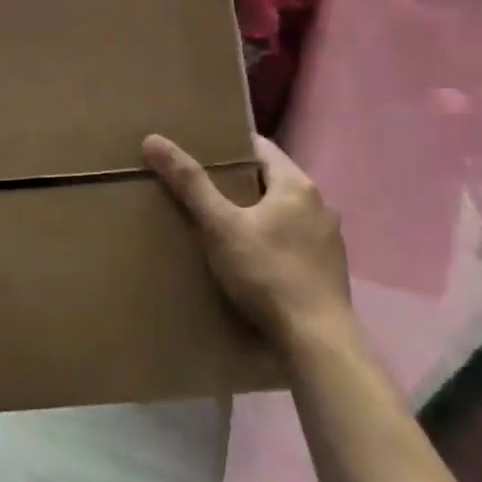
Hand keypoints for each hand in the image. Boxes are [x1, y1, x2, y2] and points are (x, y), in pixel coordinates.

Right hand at [143, 133, 351, 350]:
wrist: (316, 341)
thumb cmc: (267, 273)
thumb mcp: (220, 225)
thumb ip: (190, 183)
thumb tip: (154, 140)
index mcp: (297, 185)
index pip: (260, 146)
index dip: (228, 145)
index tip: (198, 150)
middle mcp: (319, 204)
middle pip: (270, 178)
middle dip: (236, 180)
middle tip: (199, 185)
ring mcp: (328, 238)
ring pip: (282, 210)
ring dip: (254, 211)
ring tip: (219, 221)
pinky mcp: (327, 269)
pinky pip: (291, 238)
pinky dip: (269, 238)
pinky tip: (248, 256)